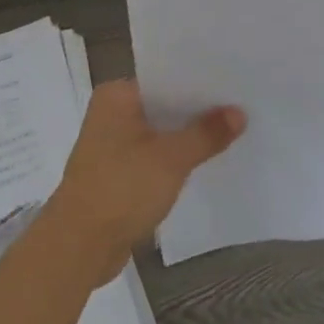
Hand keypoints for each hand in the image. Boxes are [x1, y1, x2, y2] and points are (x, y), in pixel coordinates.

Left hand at [46, 80, 244, 279]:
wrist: (80, 245)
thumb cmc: (121, 189)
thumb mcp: (171, 159)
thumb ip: (206, 134)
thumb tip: (239, 112)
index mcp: (116, 96)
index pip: (165, 77)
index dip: (200, 81)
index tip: (235, 82)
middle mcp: (111, 113)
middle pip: (164, 105)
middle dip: (198, 110)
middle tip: (244, 106)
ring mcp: (112, 144)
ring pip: (160, 132)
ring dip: (188, 137)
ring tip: (234, 131)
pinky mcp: (118, 172)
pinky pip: (154, 156)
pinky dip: (175, 159)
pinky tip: (206, 162)